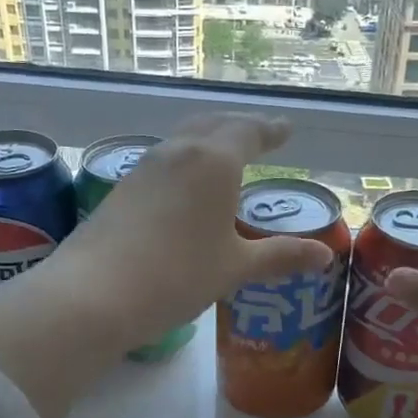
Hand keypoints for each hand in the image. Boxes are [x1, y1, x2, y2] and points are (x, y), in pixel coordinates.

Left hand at [43, 114, 332, 349]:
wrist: (94, 293)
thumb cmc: (177, 276)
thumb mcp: (234, 268)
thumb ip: (280, 256)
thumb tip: (324, 256)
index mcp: (214, 161)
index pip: (249, 131)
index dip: (270, 130)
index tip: (285, 129)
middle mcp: (179, 152)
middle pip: (214, 124)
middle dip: (240, 126)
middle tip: (258, 134)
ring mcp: (144, 167)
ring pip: (184, 139)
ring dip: (208, 138)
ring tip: (223, 153)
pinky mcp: (121, 189)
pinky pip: (163, 161)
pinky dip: (184, 161)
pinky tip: (184, 185)